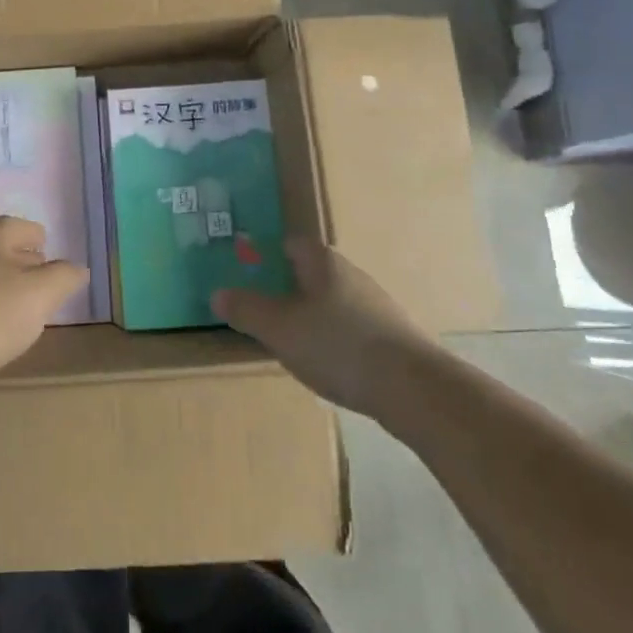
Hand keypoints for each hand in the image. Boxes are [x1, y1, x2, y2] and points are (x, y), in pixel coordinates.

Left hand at [0, 217, 88, 396]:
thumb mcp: (42, 294)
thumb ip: (65, 277)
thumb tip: (77, 269)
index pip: (27, 229)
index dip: (43, 248)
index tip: (53, 273)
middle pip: (5, 250)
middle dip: (24, 269)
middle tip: (41, 296)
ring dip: (2, 292)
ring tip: (17, 319)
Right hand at [212, 238, 423, 416]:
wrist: (414, 389)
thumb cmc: (337, 346)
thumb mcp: (279, 329)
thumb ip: (246, 310)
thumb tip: (217, 294)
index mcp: (322, 261)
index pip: (290, 243)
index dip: (267, 256)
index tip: (250, 276)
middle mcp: (351, 273)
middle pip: (311, 272)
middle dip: (289, 290)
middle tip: (266, 314)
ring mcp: (376, 304)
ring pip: (333, 302)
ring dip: (313, 317)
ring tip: (294, 345)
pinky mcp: (393, 335)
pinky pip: (353, 328)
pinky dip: (337, 340)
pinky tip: (330, 366)